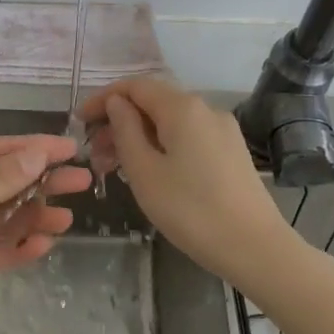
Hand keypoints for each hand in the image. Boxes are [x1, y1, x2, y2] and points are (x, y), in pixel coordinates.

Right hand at [81, 77, 296, 284]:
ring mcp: (222, 130)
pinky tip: (149, 172)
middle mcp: (205, 109)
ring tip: (115, 168)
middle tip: (93, 154)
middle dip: (119, 122)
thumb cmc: (190, 210)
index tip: (78, 122)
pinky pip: (187, 137)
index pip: (134, 86)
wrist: (254, 247)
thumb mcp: (144, 171)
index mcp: (182, 107)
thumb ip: (125, 130)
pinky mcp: (231, 152)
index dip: (103, 99)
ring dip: (139, 137)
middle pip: (153, 103)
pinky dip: (161, 146)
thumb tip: (117, 103)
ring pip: (170, 122)